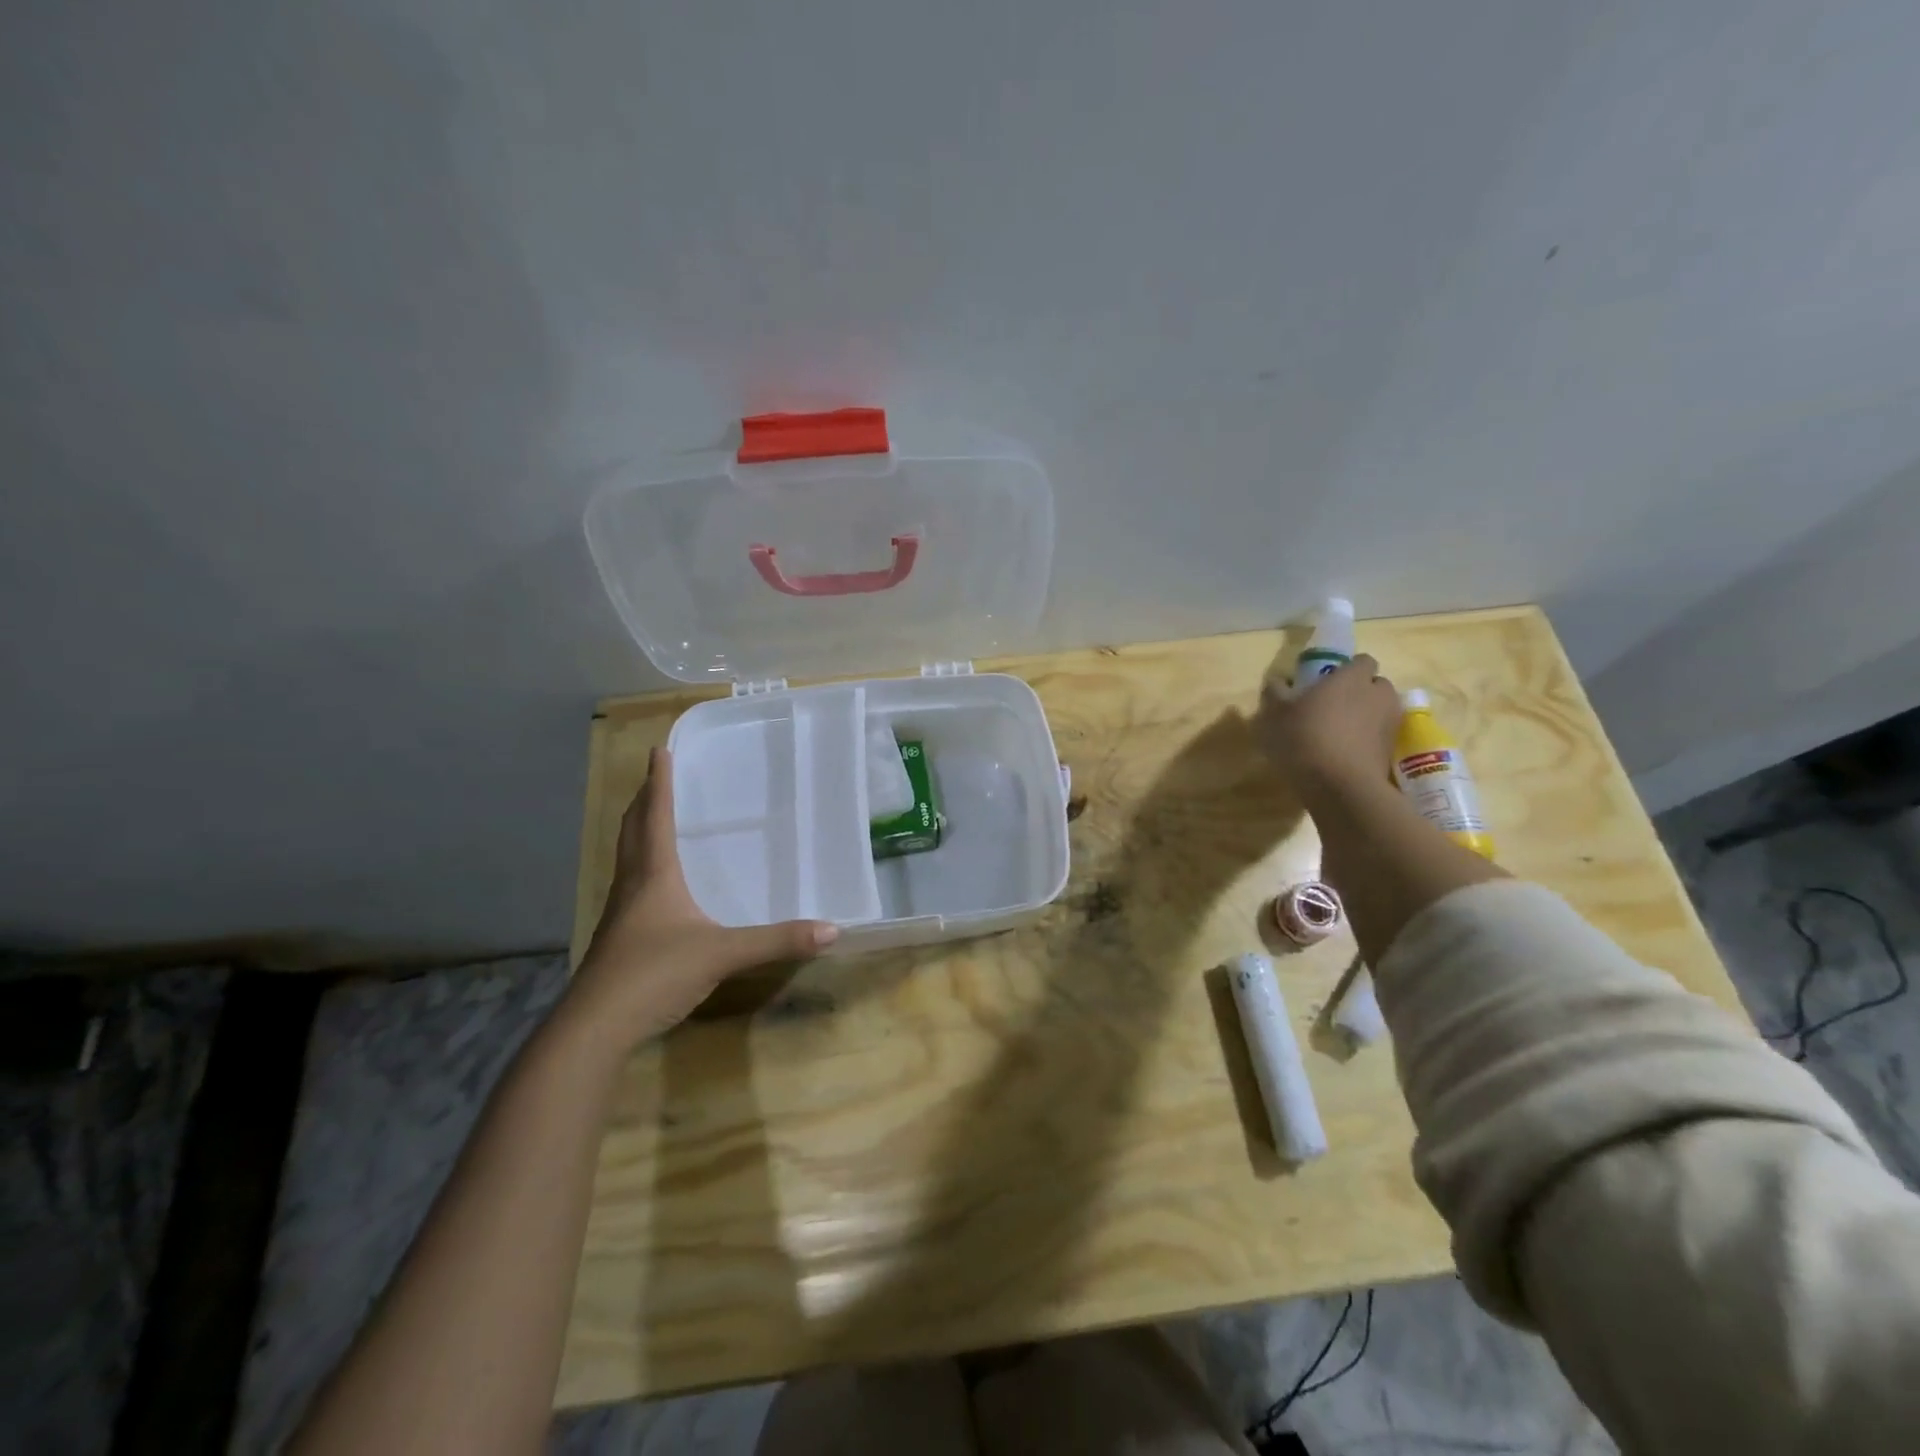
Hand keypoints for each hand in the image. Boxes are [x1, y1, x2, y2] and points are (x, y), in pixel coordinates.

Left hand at [565, 747, 837, 1048]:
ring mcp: (619, 914)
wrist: (595, 1026)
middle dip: (644, 801)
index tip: (659, 750)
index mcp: (654, 875)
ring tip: (652, 820)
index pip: (656, 817)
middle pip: (632, 831)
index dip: (660, 783)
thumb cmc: (655, 973)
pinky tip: (654, 886)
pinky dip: (640, 867)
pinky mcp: (617, 939)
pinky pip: (630, 886)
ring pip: (626, 858)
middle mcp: (632, 886)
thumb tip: (832, 930)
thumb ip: (777, 941)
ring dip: (637, 832)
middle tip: (655, 778)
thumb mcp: (723, 954)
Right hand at [1257, 653, 1401, 802]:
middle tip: (1332, 707)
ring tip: (1338, 734)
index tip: (1328, 682)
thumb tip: (1277, 681)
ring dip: (1364, 718)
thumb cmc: (1305, 738)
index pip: (1362, 660)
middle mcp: (1378, 695)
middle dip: (1360, 693)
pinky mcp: (1391, 751)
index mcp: (1352, 677)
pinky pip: (1379, 737)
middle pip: (1375, 686)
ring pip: (1380, 712)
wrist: (1339, 787)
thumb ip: (1275, 692)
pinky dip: (1366, 741)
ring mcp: (1390, 724)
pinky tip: (1343, 756)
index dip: (1347, 669)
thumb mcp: (1275, 713)